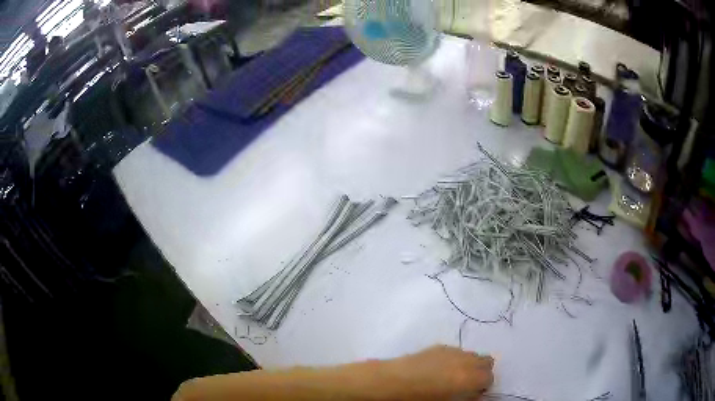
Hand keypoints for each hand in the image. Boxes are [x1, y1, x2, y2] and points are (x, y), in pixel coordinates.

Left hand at [379, 345, 493, 399]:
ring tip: (453, 376)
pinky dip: (455, 359)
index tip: (474, 393)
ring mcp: (453, 351)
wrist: (393, 382)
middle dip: (481, 372)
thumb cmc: (420, 399)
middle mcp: (466, 360)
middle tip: (468, 384)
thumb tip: (473, 394)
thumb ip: (467, 398)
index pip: (489, 378)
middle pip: (486, 361)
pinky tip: (439, 369)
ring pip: (471, 355)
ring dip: (469, 364)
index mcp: (470, 377)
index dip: (483, 387)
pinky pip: (456, 352)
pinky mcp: (439, 346)